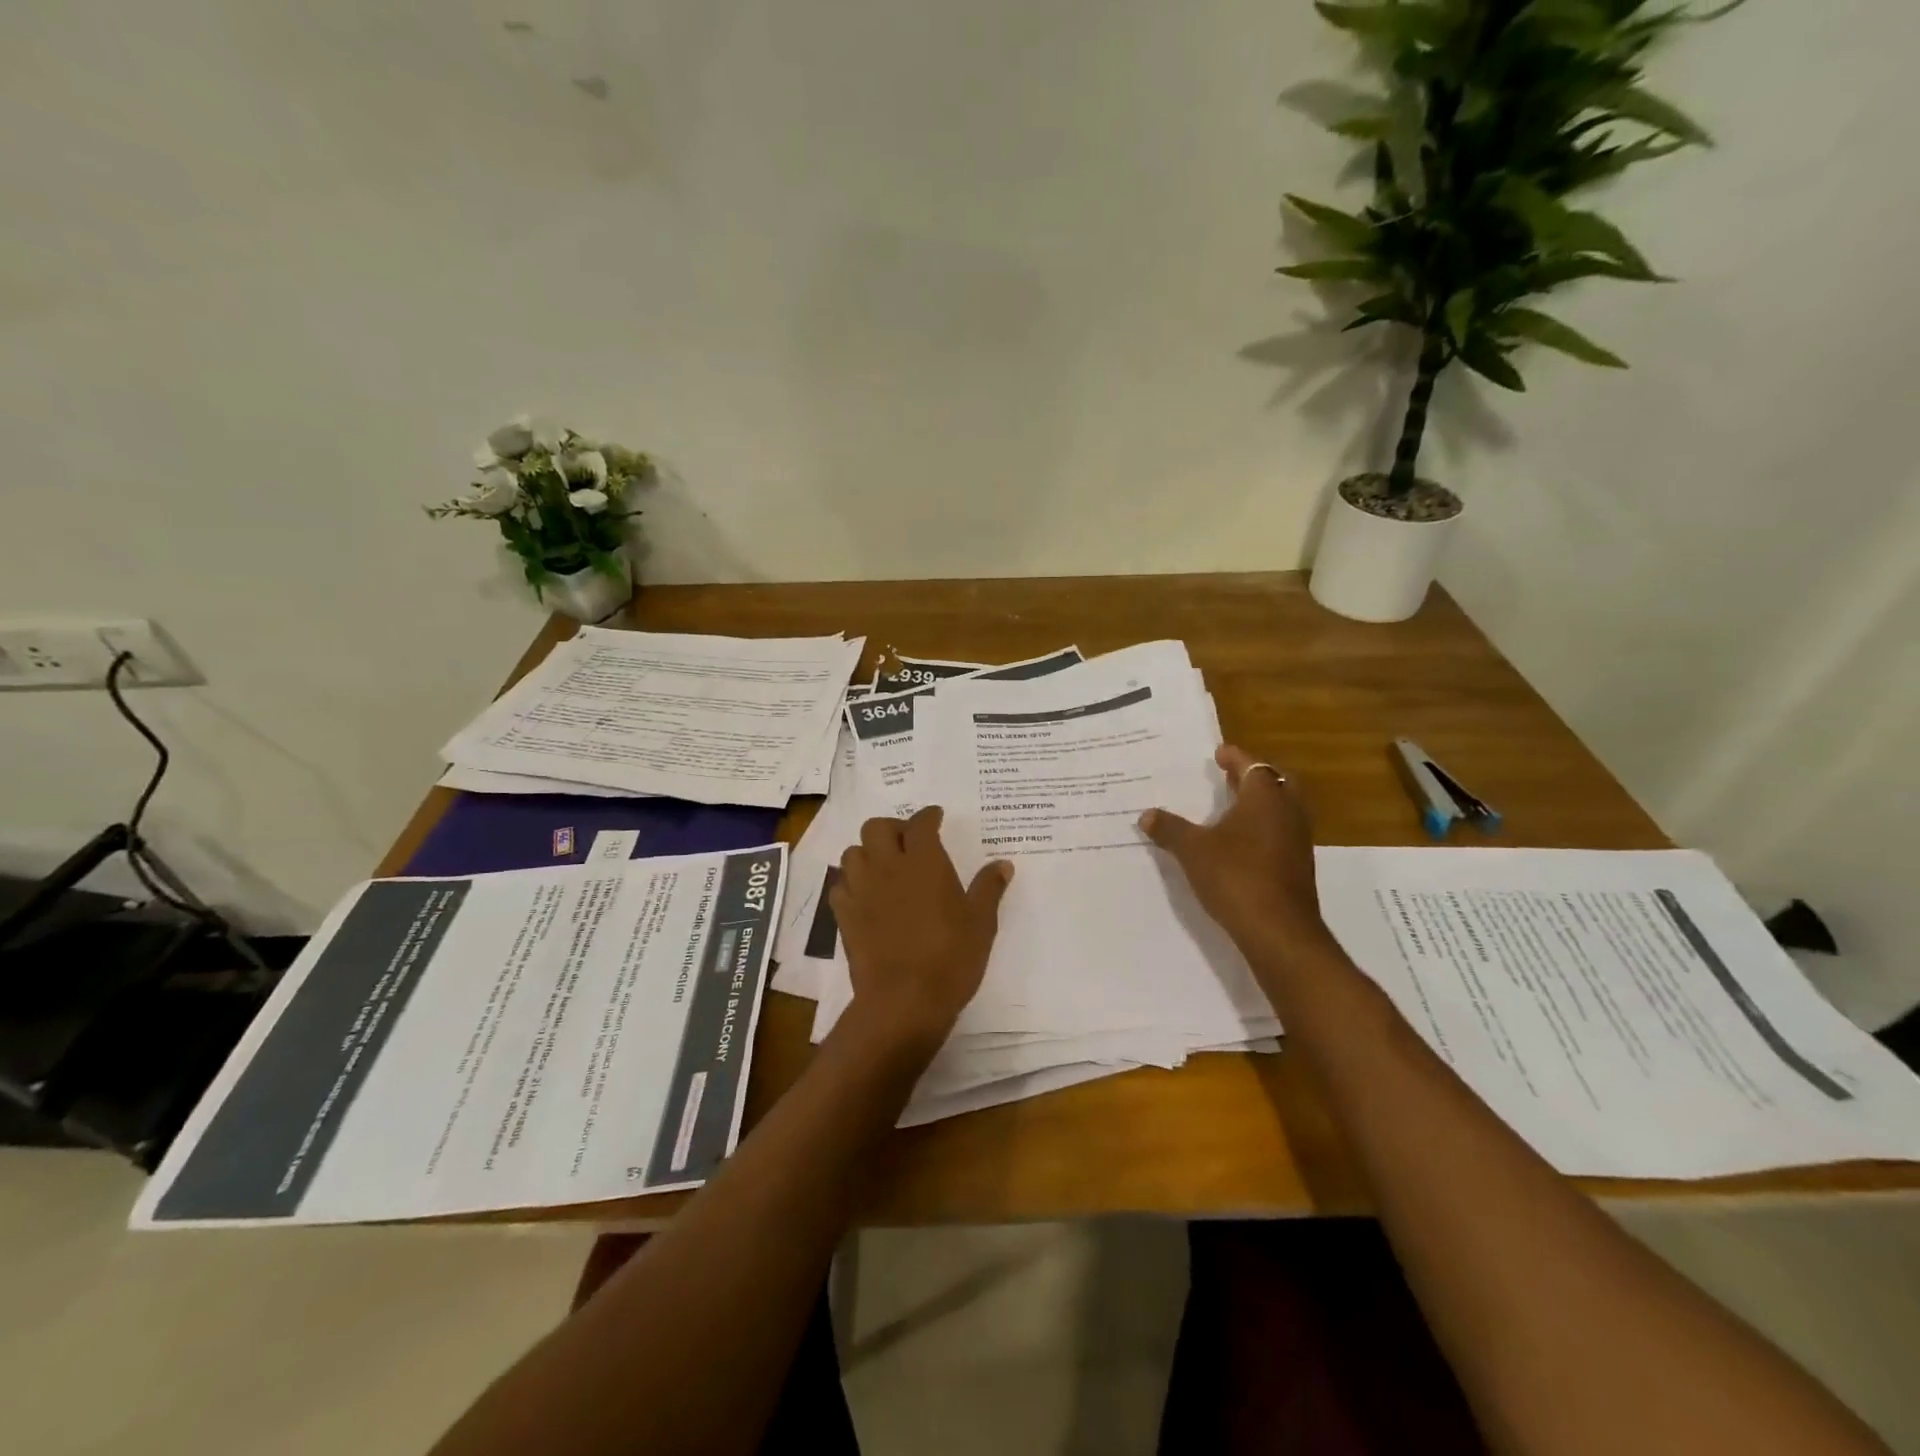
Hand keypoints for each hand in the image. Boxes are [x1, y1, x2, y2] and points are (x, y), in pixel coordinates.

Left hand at [830, 806, 1012, 1051]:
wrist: (904, 999)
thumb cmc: (950, 957)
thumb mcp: (981, 922)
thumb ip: (989, 888)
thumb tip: (1003, 864)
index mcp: (924, 861)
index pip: (921, 823)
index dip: (928, 816)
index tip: (935, 817)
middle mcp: (887, 866)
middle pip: (876, 827)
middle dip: (892, 828)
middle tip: (908, 843)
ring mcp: (861, 890)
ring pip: (853, 852)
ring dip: (867, 853)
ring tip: (884, 867)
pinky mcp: (844, 915)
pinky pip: (840, 886)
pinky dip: (851, 884)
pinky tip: (865, 896)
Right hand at [1139, 745, 1331, 959]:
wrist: (1279, 931)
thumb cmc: (1235, 876)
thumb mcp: (1192, 850)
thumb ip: (1170, 829)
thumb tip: (1147, 814)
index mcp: (1264, 798)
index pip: (1251, 765)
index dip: (1234, 757)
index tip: (1218, 752)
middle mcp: (1288, 812)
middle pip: (1276, 782)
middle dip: (1254, 777)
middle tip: (1230, 777)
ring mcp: (1298, 840)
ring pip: (1283, 809)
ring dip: (1261, 804)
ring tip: (1232, 807)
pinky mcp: (1299, 866)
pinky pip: (1282, 833)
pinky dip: (1264, 828)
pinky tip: (1241, 843)